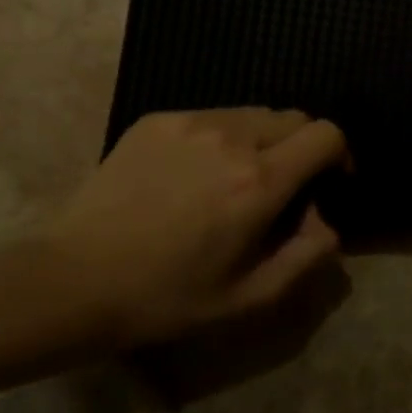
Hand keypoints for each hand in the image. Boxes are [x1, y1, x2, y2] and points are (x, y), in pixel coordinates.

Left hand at [42, 108, 347, 347]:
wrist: (72, 281)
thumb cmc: (166, 297)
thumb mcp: (250, 297)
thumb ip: (307, 256)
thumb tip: (329, 223)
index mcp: (260, 181)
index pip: (327, 134)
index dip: (339, 155)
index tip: (328, 184)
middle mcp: (232, 138)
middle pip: (294, 118)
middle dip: (302, 147)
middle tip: (282, 188)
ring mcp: (191, 123)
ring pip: (253, 114)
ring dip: (262, 141)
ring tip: (236, 180)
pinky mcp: (158, 121)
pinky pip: (212, 118)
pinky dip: (221, 139)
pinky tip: (193, 176)